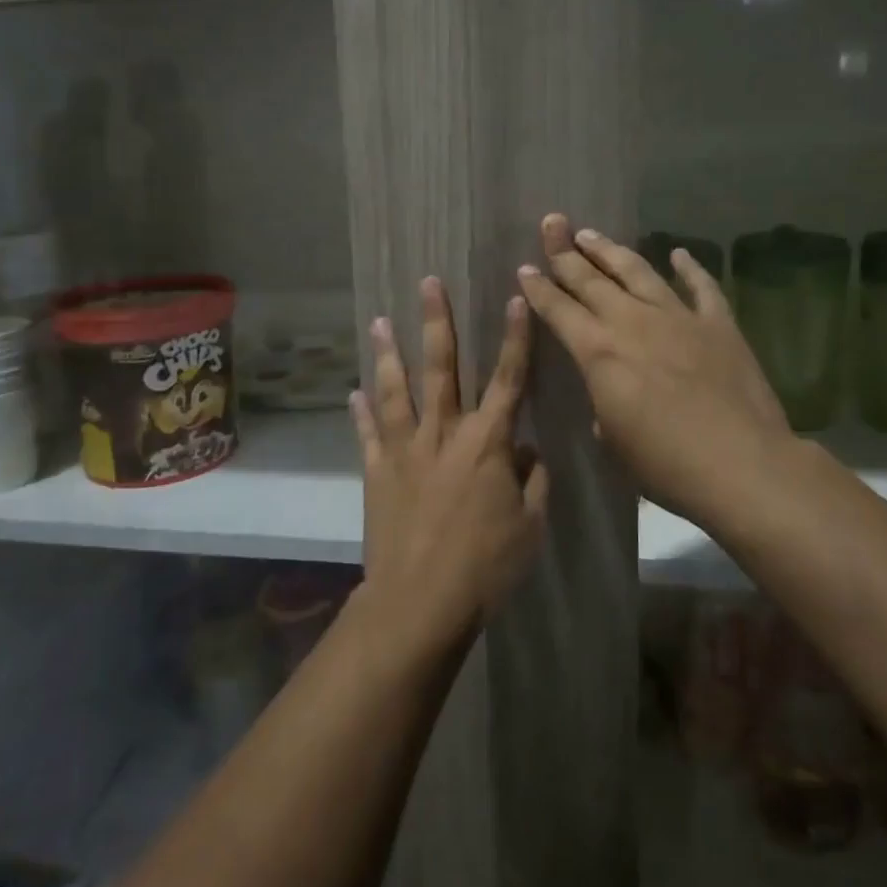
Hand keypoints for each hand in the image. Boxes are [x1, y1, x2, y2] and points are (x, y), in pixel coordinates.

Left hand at [351, 278, 549, 652]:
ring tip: (378, 321)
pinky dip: (361, 412)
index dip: (514, 338)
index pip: (507, 378)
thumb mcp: (530, 525)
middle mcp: (443, 433)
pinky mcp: (377, 472)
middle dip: (436, 321)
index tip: (515, 298)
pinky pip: (368, 434)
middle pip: (441, 367)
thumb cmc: (485, 566)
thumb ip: (533, 480)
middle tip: (428, 283)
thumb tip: (527, 449)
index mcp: (487, 442)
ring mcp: (404, 450)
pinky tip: (354, 392)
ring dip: (387, 353)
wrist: (420, 602)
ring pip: (396, 390)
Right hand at [516, 214, 794, 525]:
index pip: (559, 310)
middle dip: (566, 251)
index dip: (539, 288)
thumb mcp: (614, 440)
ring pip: (638, 272)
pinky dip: (690, 267)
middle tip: (552, 222)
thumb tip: (609, 393)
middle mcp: (633, 322)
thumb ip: (604, 404)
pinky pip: (701, 287)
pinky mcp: (718, 324)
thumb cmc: (665, 463)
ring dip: (611, 251)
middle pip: (592, 279)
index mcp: (599, 352)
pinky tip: (679, 253)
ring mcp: (678, 318)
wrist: (741, 465)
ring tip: (591, 234)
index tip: (525, 267)